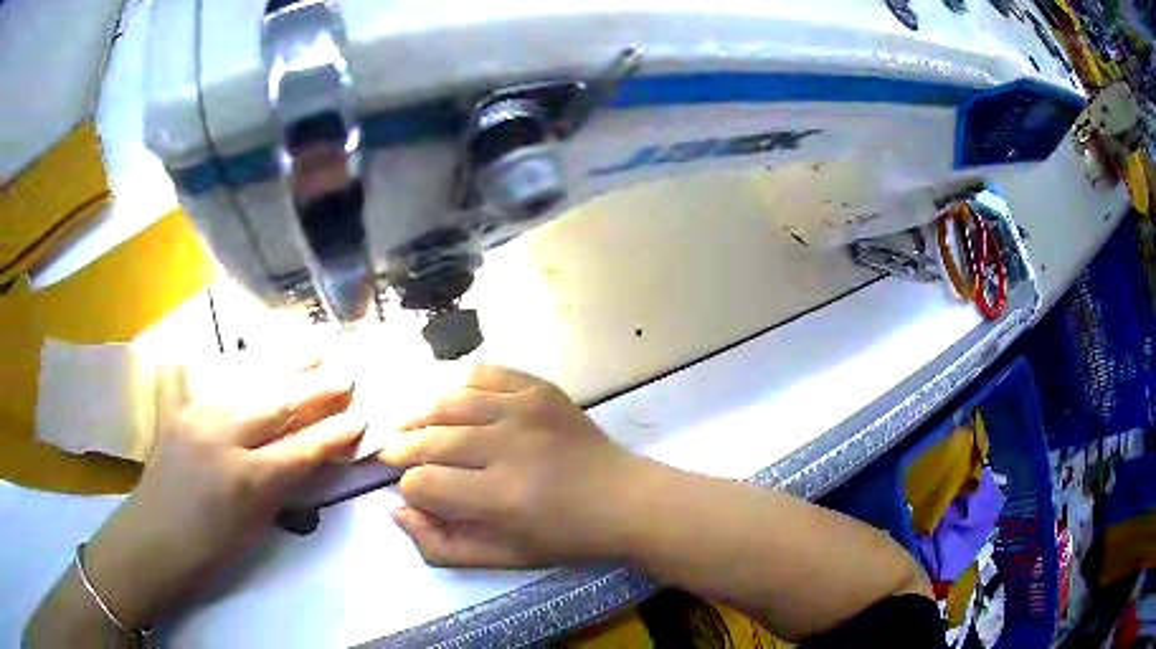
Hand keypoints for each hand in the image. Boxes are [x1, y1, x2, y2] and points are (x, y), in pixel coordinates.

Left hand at [82, 357, 363, 627]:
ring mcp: (199, 414)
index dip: (335, 432)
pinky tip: (269, 363)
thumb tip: (311, 454)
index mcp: (247, 479)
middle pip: (279, 402)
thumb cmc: (210, 550)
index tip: (361, 416)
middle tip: (346, 370)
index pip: (302, 447)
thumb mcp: (256, 525)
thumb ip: (283, 484)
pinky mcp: (184, 407)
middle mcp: (223, 436)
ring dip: (287, 364)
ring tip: (315, 344)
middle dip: (317, 386)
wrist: (152, 539)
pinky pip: (227, 386)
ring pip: (252, 382)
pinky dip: (255, 374)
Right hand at [379, 365, 645, 566]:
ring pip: (448, 401)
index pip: (424, 483)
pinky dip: (456, 383)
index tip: (415, 491)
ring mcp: (526, 410)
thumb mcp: (501, 558)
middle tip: (391, 452)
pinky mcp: (539, 388)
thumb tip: (397, 510)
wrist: (621, 498)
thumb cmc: (562, 535)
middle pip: (429, 439)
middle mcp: (509, 448)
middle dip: (401, 448)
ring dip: (417, 413)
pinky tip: (447, 399)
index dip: (409, 488)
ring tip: (406, 423)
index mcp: (500, 499)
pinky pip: (483, 373)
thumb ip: (441, 545)